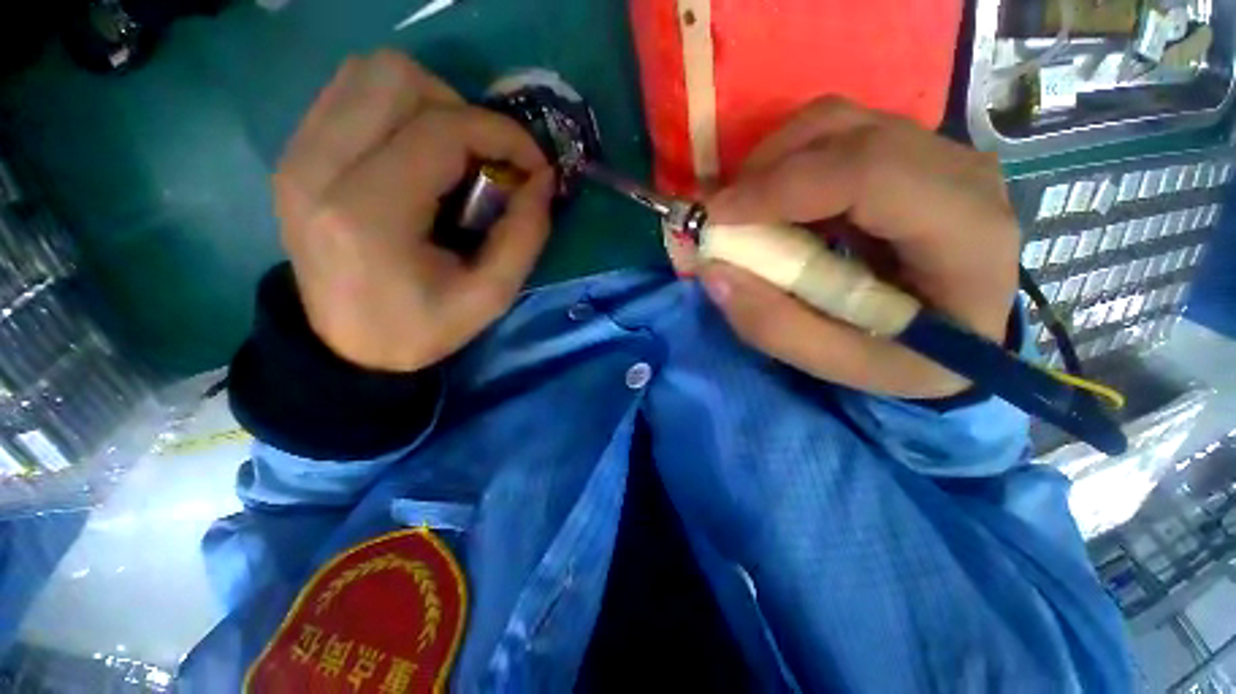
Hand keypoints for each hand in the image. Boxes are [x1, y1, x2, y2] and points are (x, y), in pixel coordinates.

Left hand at [273, 51, 553, 371]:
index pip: (441, 130)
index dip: (502, 135)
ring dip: (427, 104)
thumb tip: (543, 179)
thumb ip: (525, 235)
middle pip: (395, 77)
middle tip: (483, 161)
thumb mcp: (491, 296)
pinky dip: (395, 110)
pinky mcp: (293, 156)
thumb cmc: (423, 328)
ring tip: (451, 155)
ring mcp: (297, 157)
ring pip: (368, 74)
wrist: (348, 348)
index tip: (533, 165)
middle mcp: (319, 169)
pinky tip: (415, 156)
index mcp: (370, 214)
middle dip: (460, 111)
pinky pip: (348, 95)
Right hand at [700, 98, 1019, 398]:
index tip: (716, 217)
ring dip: (773, 162)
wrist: (963, 339)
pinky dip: (788, 163)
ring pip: (837, 123)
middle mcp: (961, 173)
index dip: (781, 187)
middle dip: (765, 170)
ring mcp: (938, 154)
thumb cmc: (913, 361)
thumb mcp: (843, 365)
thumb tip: (713, 271)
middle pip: (848, 132)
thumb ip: (776, 327)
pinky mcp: (910, 154)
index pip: (870, 173)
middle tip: (722, 217)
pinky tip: (775, 206)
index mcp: (966, 234)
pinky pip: (836, 136)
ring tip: (745, 213)